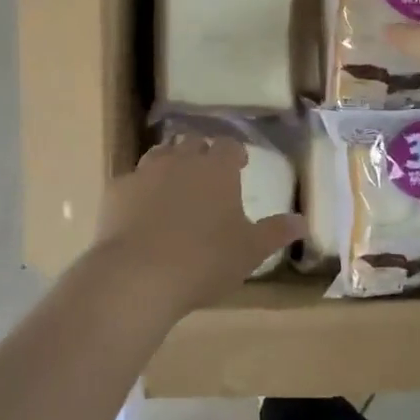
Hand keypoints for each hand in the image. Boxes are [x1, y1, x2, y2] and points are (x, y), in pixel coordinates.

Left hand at [91, 136, 305, 319]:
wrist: (138, 275)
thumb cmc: (205, 261)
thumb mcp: (250, 251)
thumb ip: (276, 232)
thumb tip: (304, 221)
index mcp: (216, 169)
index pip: (228, 146)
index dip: (234, 153)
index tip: (239, 164)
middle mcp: (180, 161)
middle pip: (192, 143)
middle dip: (201, 153)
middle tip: (207, 173)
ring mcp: (144, 173)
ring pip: (159, 155)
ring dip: (169, 163)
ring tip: (174, 184)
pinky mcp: (115, 191)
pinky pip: (131, 180)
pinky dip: (139, 189)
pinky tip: (140, 209)